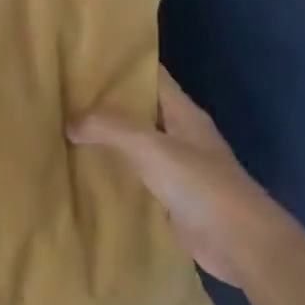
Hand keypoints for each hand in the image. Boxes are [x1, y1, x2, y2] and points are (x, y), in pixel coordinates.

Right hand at [67, 68, 298, 286]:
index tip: (85, 60)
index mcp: (184, 113)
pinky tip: (85, 173)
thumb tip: (69, 122)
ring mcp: (178, 168)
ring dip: (107, 139)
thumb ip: (109, 128)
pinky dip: (114, 173)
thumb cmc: (200, 185)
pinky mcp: (171, 199)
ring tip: (66, 131)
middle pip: (140, 110)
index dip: (122, 66)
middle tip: (65, 97)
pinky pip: (136, 177)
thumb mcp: (150, 147)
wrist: (240, 244)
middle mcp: (181, 135)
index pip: (152, 76)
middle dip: (106, 103)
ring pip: (136, 144)